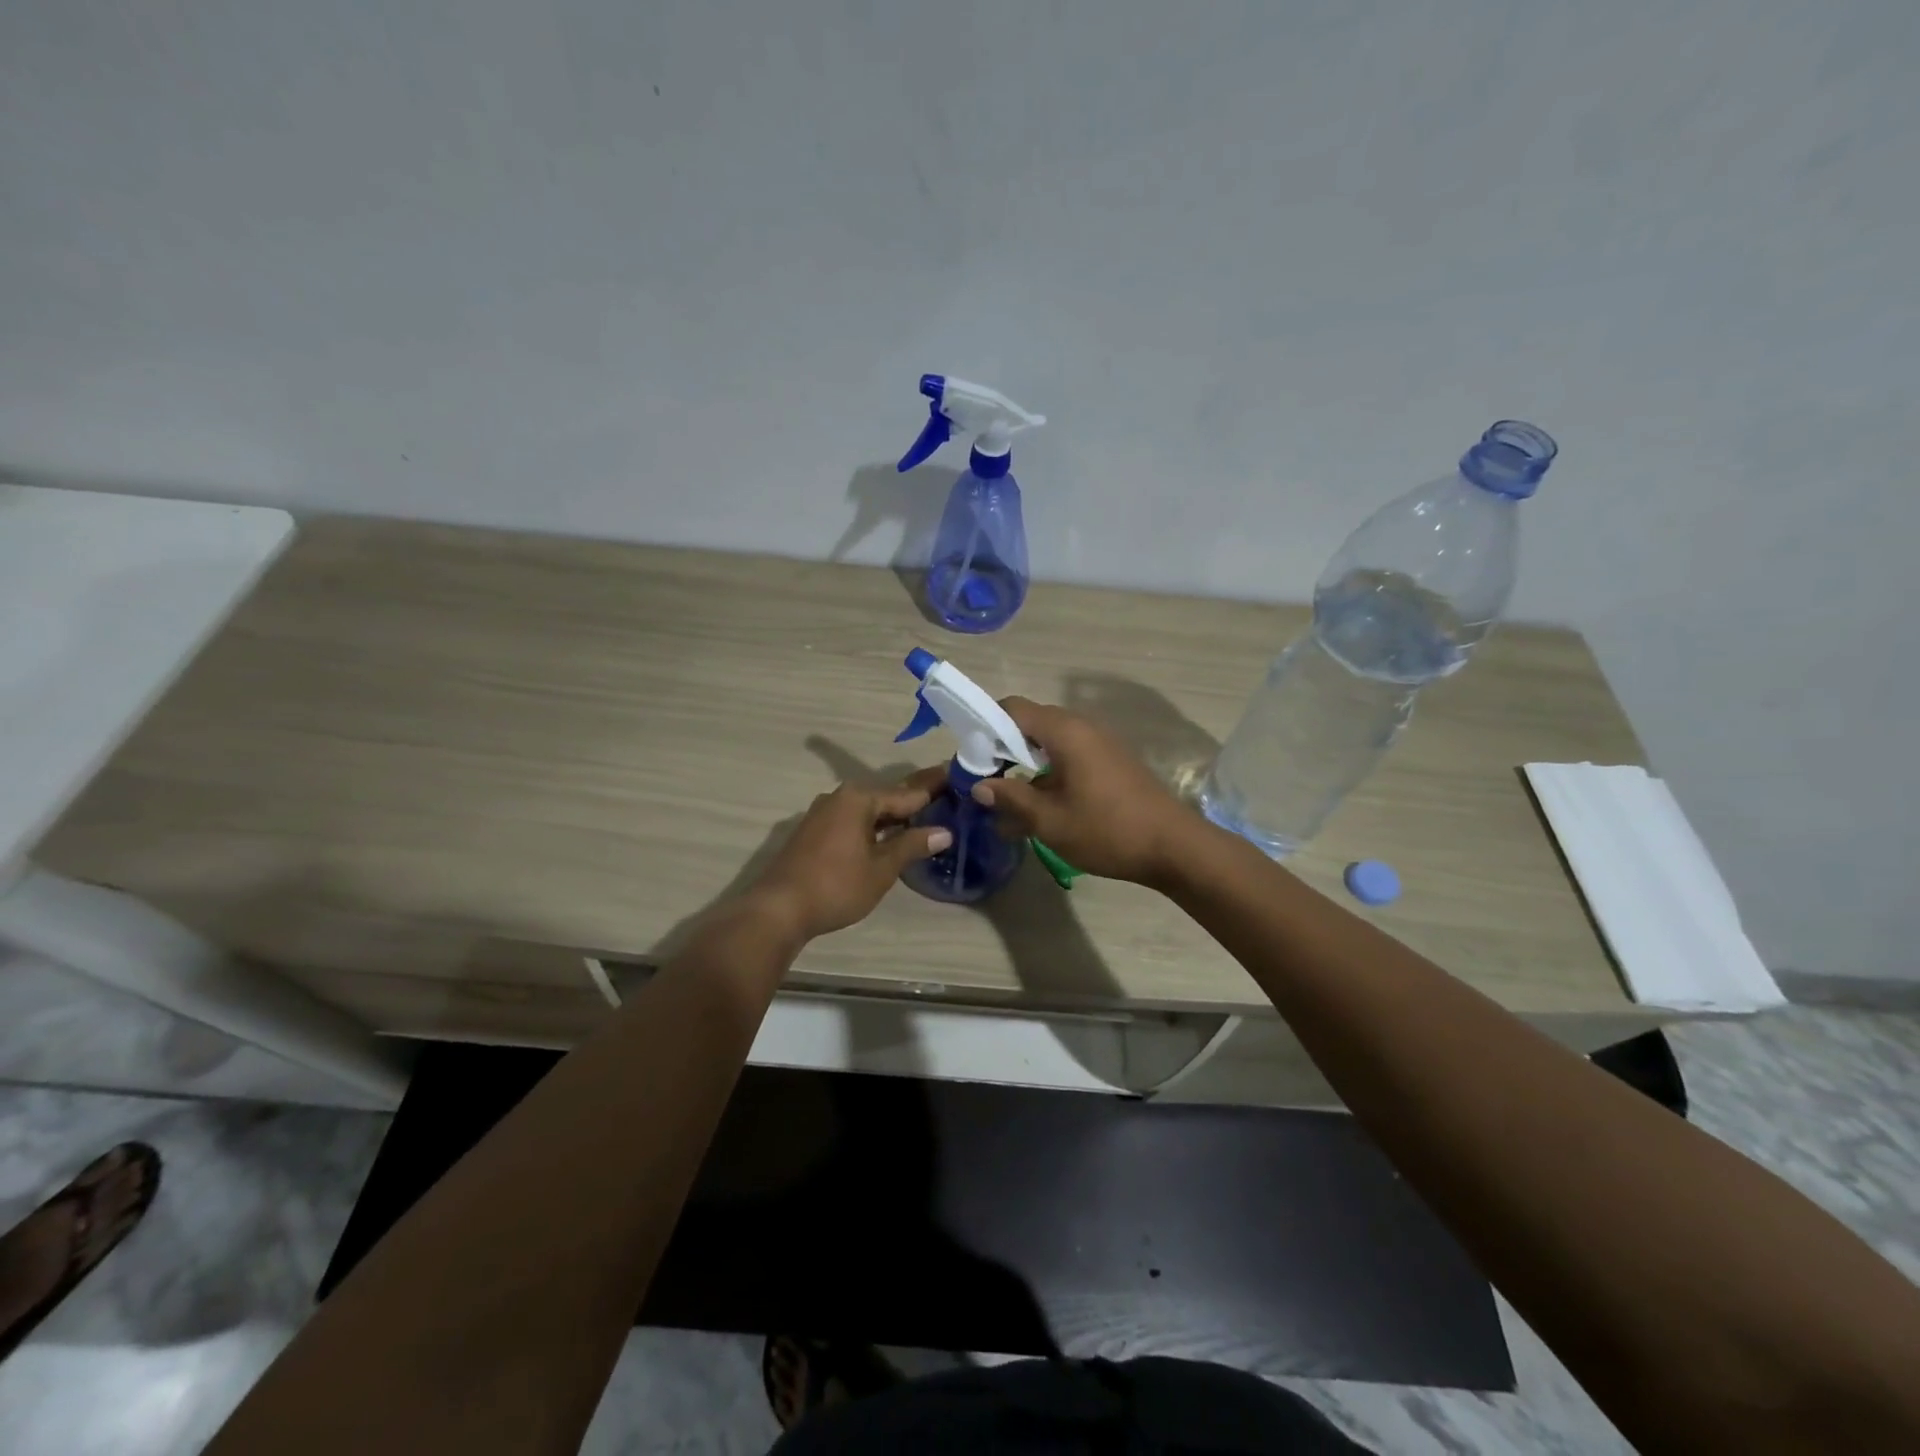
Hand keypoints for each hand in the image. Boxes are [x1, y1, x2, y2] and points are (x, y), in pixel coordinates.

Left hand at [747, 769, 951, 941]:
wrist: (778, 909)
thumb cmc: (836, 885)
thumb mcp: (881, 868)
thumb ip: (912, 845)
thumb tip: (944, 832)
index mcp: (860, 798)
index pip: (908, 792)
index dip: (935, 790)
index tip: (957, 780)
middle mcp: (840, 797)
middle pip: (887, 798)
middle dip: (915, 803)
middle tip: (947, 801)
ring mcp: (823, 813)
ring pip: (869, 811)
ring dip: (894, 817)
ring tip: (924, 822)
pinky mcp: (813, 831)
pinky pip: (853, 821)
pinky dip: (874, 827)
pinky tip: (888, 839)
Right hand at [970, 698, 1197, 885]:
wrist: (1174, 846)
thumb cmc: (1107, 830)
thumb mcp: (1049, 820)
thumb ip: (1010, 798)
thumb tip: (980, 786)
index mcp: (1064, 731)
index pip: (1011, 708)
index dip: (984, 727)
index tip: (971, 759)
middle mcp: (1081, 727)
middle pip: (1029, 723)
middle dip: (1001, 748)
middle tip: (985, 782)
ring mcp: (1099, 743)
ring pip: (1048, 742)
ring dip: (1025, 764)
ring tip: (1008, 800)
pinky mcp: (1110, 761)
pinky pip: (1069, 755)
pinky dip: (1048, 772)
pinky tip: (1041, 807)